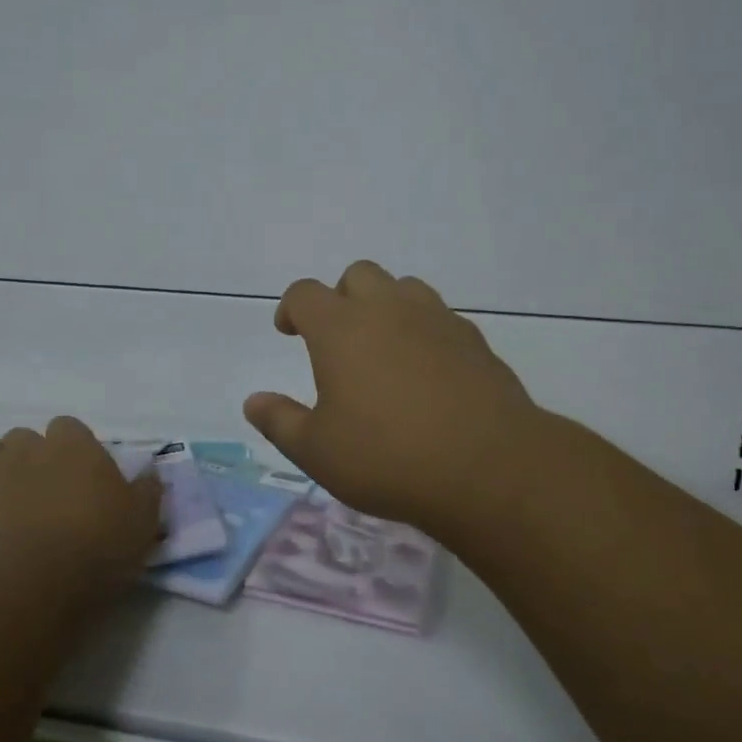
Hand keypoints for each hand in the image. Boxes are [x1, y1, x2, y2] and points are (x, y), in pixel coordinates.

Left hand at [0, 418, 160, 596]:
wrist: (30, 581)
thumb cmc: (95, 547)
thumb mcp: (142, 522)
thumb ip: (147, 491)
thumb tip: (151, 472)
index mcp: (74, 444)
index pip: (69, 428)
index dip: (71, 451)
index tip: (78, 480)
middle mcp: (29, 444)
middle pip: (25, 438)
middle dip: (30, 458)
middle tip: (42, 495)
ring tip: (3, 503)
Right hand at [243, 260, 544, 537]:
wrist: (488, 467)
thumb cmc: (387, 457)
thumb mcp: (317, 451)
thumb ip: (280, 421)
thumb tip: (253, 401)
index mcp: (341, 328)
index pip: (305, 294)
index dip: (291, 308)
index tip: (289, 331)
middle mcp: (387, 309)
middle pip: (358, 275)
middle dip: (342, 297)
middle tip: (338, 338)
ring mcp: (435, 319)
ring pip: (404, 287)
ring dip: (386, 305)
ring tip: (384, 348)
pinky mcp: (473, 339)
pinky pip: (440, 317)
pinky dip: (424, 330)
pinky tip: (427, 371)